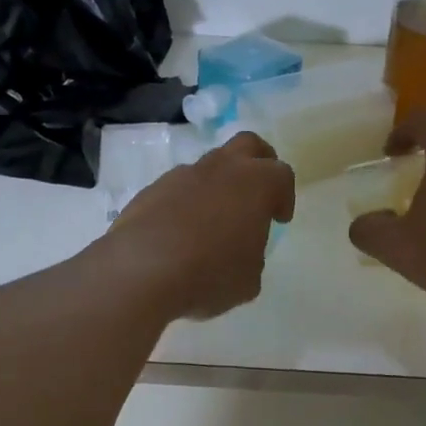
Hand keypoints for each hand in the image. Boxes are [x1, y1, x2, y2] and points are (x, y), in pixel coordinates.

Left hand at [103, 131, 295, 320]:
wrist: (141, 271)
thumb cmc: (210, 274)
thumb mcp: (248, 280)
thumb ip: (253, 257)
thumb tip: (241, 250)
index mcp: (256, 184)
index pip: (281, 176)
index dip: (284, 197)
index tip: (279, 219)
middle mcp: (221, 168)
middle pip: (248, 145)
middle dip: (259, 163)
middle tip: (258, 193)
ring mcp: (182, 175)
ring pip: (209, 166)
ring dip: (218, 185)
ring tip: (214, 221)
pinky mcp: (151, 189)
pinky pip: (178, 188)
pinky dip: (186, 202)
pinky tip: (181, 233)